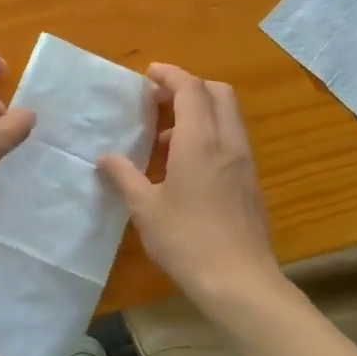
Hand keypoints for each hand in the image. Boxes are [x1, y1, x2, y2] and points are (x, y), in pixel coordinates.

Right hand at [99, 65, 282, 312]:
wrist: (240, 281)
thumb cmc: (187, 240)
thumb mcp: (145, 209)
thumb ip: (124, 177)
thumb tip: (106, 158)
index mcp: (200, 140)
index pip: (190, 88)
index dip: (170, 75)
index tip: (149, 74)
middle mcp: (227, 141)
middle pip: (217, 93)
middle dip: (189, 87)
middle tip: (159, 101)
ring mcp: (244, 161)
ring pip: (228, 116)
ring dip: (200, 112)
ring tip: (165, 138)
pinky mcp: (251, 181)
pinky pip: (231, 139)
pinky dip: (210, 134)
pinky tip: (186, 166)